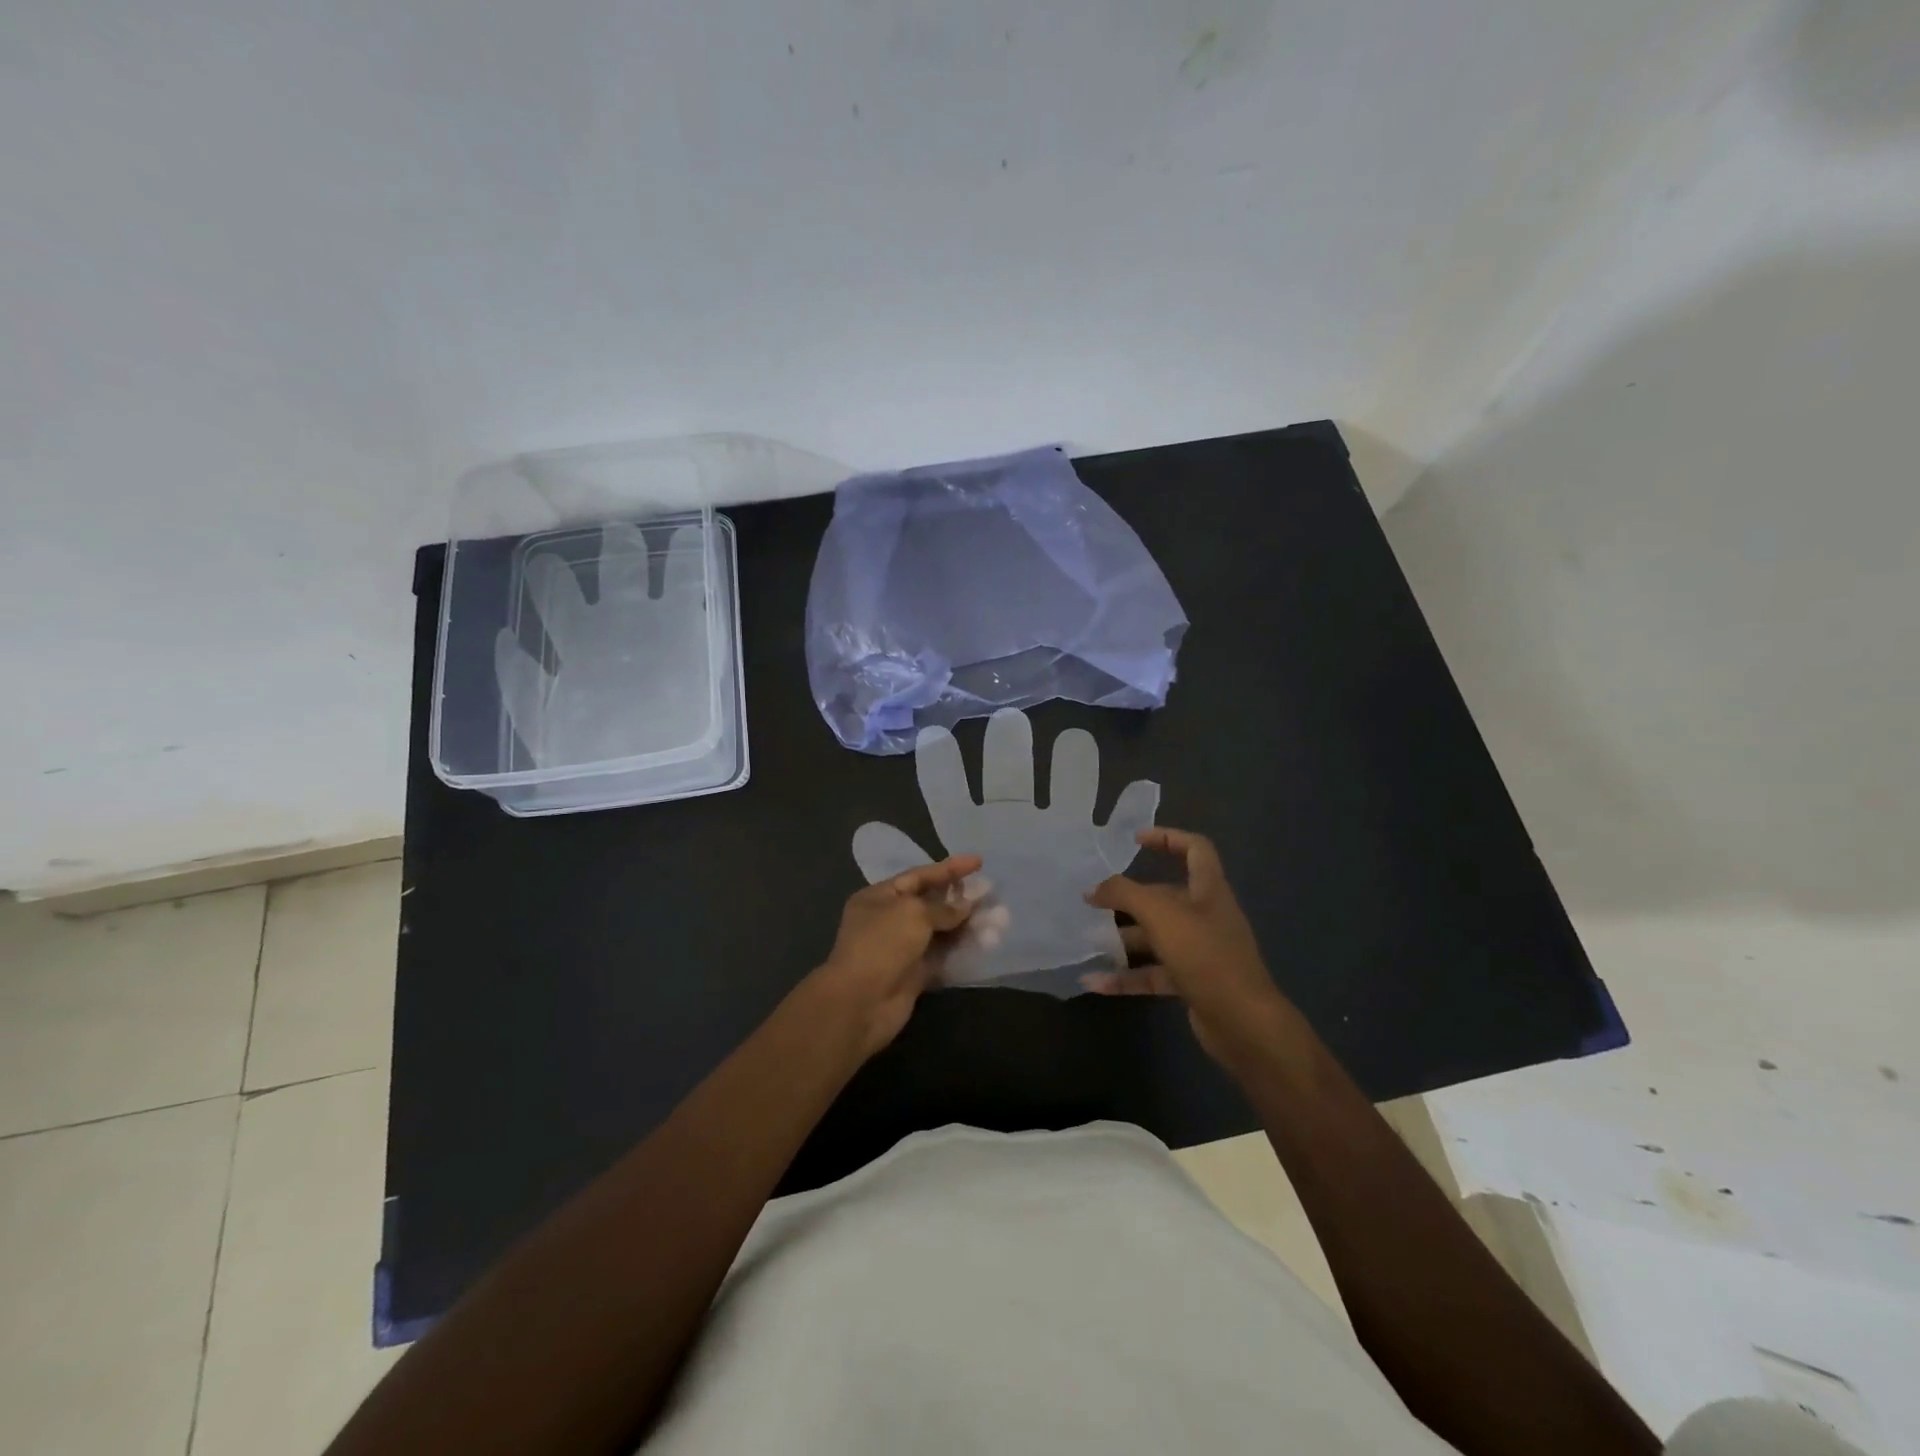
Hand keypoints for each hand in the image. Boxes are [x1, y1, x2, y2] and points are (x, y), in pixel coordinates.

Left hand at [806, 854, 983, 1059]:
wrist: (860, 1003)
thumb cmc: (882, 945)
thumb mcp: (913, 914)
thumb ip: (944, 908)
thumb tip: (968, 904)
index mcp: (880, 897)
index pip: (920, 876)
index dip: (950, 868)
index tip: (979, 862)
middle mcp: (890, 920)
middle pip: (933, 904)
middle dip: (963, 900)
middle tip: (994, 895)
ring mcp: (903, 949)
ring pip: (942, 932)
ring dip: (969, 926)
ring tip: (999, 922)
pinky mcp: (915, 975)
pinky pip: (943, 957)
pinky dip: (963, 950)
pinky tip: (986, 944)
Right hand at [1081, 828, 1291, 1066]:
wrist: (1243, 1023)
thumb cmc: (1205, 955)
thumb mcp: (1160, 914)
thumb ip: (1124, 894)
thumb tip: (1093, 889)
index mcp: (1209, 890)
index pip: (1195, 849)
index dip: (1168, 838)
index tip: (1135, 840)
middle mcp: (1206, 916)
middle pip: (1166, 896)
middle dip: (1130, 898)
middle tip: (1094, 901)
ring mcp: (1200, 951)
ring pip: (1156, 936)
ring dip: (1123, 939)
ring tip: (1088, 941)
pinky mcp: (1192, 982)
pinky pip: (1154, 973)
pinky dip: (1127, 977)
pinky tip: (1096, 983)